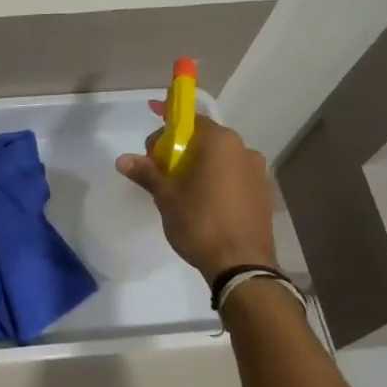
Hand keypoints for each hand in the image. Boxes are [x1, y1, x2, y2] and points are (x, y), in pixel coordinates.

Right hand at [116, 110, 278, 280]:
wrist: (241, 264)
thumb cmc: (199, 221)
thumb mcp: (166, 196)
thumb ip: (146, 173)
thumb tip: (122, 159)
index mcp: (221, 142)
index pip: (190, 121)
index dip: (167, 132)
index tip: (151, 153)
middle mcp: (244, 150)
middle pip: (206, 141)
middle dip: (182, 152)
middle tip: (162, 174)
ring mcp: (258, 173)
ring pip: (221, 161)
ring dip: (200, 168)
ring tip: (182, 193)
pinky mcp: (264, 195)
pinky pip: (234, 179)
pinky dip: (217, 183)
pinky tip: (204, 206)